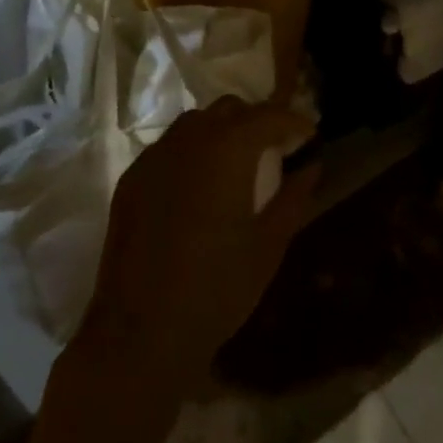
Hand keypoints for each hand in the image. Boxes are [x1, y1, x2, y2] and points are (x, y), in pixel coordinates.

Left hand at [78, 98, 318, 390]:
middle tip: (275, 151)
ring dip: (222, 132)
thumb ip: (293, 197)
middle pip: (230, 109)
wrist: (139, 333)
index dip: (293, 122)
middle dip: (257, 121)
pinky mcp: (131, 178)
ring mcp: (155, 156)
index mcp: (228, 149)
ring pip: (196, 123)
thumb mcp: (268, 246)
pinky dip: (192, 152)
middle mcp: (189, 139)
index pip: (268, 115)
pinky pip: (169, 147)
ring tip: (237, 166)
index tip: (309, 137)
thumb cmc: (216, 290)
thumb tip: (311, 166)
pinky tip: (199, 187)